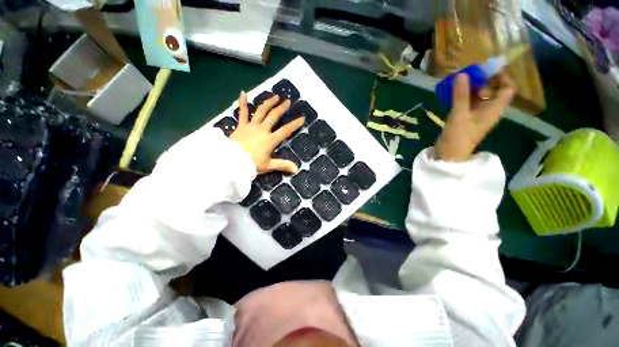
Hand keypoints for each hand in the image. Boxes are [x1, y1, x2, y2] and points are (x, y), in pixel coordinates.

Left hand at [230, 91, 304, 173]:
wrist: (232, 161)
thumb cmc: (251, 164)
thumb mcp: (268, 166)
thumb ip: (283, 165)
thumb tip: (296, 169)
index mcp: (270, 140)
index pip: (285, 130)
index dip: (294, 124)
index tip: (302, 118)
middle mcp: (262, 130)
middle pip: (274, 116)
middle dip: (282, 108)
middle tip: (288, 101)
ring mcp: (251, 126)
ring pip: (261, 111)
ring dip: (269, 103)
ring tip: (275, 96)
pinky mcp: (241, 125)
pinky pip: (242, 112)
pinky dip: (242, 102)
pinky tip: (243, 92)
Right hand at [435, 70, 516, 161]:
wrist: (449, 154)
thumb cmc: (458, 136)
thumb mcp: (459, 114)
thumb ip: (461, 95)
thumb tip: (462, 74)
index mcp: (494, 109)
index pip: (508, 88)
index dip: (503, 76)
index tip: (489, 69)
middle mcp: (488, 110)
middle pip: (493, 90)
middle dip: (483, 80)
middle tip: (469, 75)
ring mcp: (477, 115)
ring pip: (479, 96)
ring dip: (471, 87)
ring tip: (458, 82)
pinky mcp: (466, 118)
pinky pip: (468, 103)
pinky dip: (462, 96)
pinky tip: (452, 94)